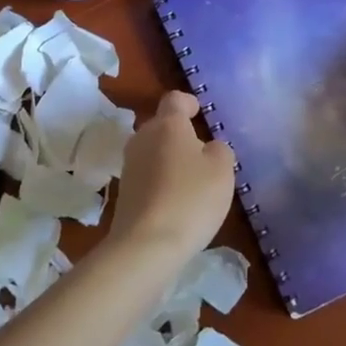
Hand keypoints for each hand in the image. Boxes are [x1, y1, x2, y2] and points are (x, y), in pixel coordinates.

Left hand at [107, 91, 236, 266]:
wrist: (146, 246)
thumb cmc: (190, 199)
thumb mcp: (222, 170)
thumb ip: (219, 150)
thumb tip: (208, 148)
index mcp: (167, 124)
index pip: (175, 99)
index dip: (189, 103)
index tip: (200, 113)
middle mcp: (143, 137)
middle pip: (162, 125)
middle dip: (180, 134)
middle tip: (201, 153)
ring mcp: (129, 165)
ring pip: (152, 150)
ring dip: (169, 158)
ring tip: (190, 180)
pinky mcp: (123, 191)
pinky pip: (147, 175)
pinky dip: (160, 181)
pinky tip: (175, 202)